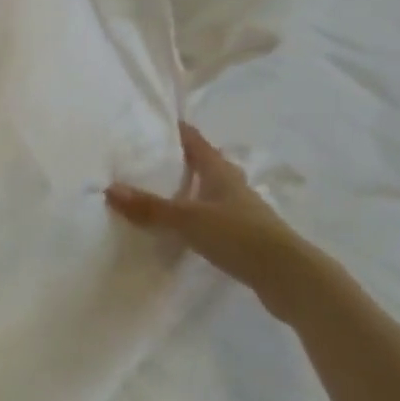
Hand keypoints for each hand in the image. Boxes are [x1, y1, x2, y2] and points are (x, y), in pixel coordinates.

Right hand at [106, 122, 332, 323]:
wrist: (290, 277)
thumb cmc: (239, 235)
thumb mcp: (188, 219)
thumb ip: (150, 207)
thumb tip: (109, 189)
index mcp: (220, 172)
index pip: (196, 142)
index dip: (178, 131)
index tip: (156, 123)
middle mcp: (232, 186)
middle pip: (205, 165)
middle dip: (182, 160)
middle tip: (151, 158)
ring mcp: (242, 212)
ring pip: (211, 192)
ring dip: (191, 190)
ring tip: (162, 192)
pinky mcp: (246, 238)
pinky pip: (214, 218)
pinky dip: (197, 217)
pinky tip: (184, 228)